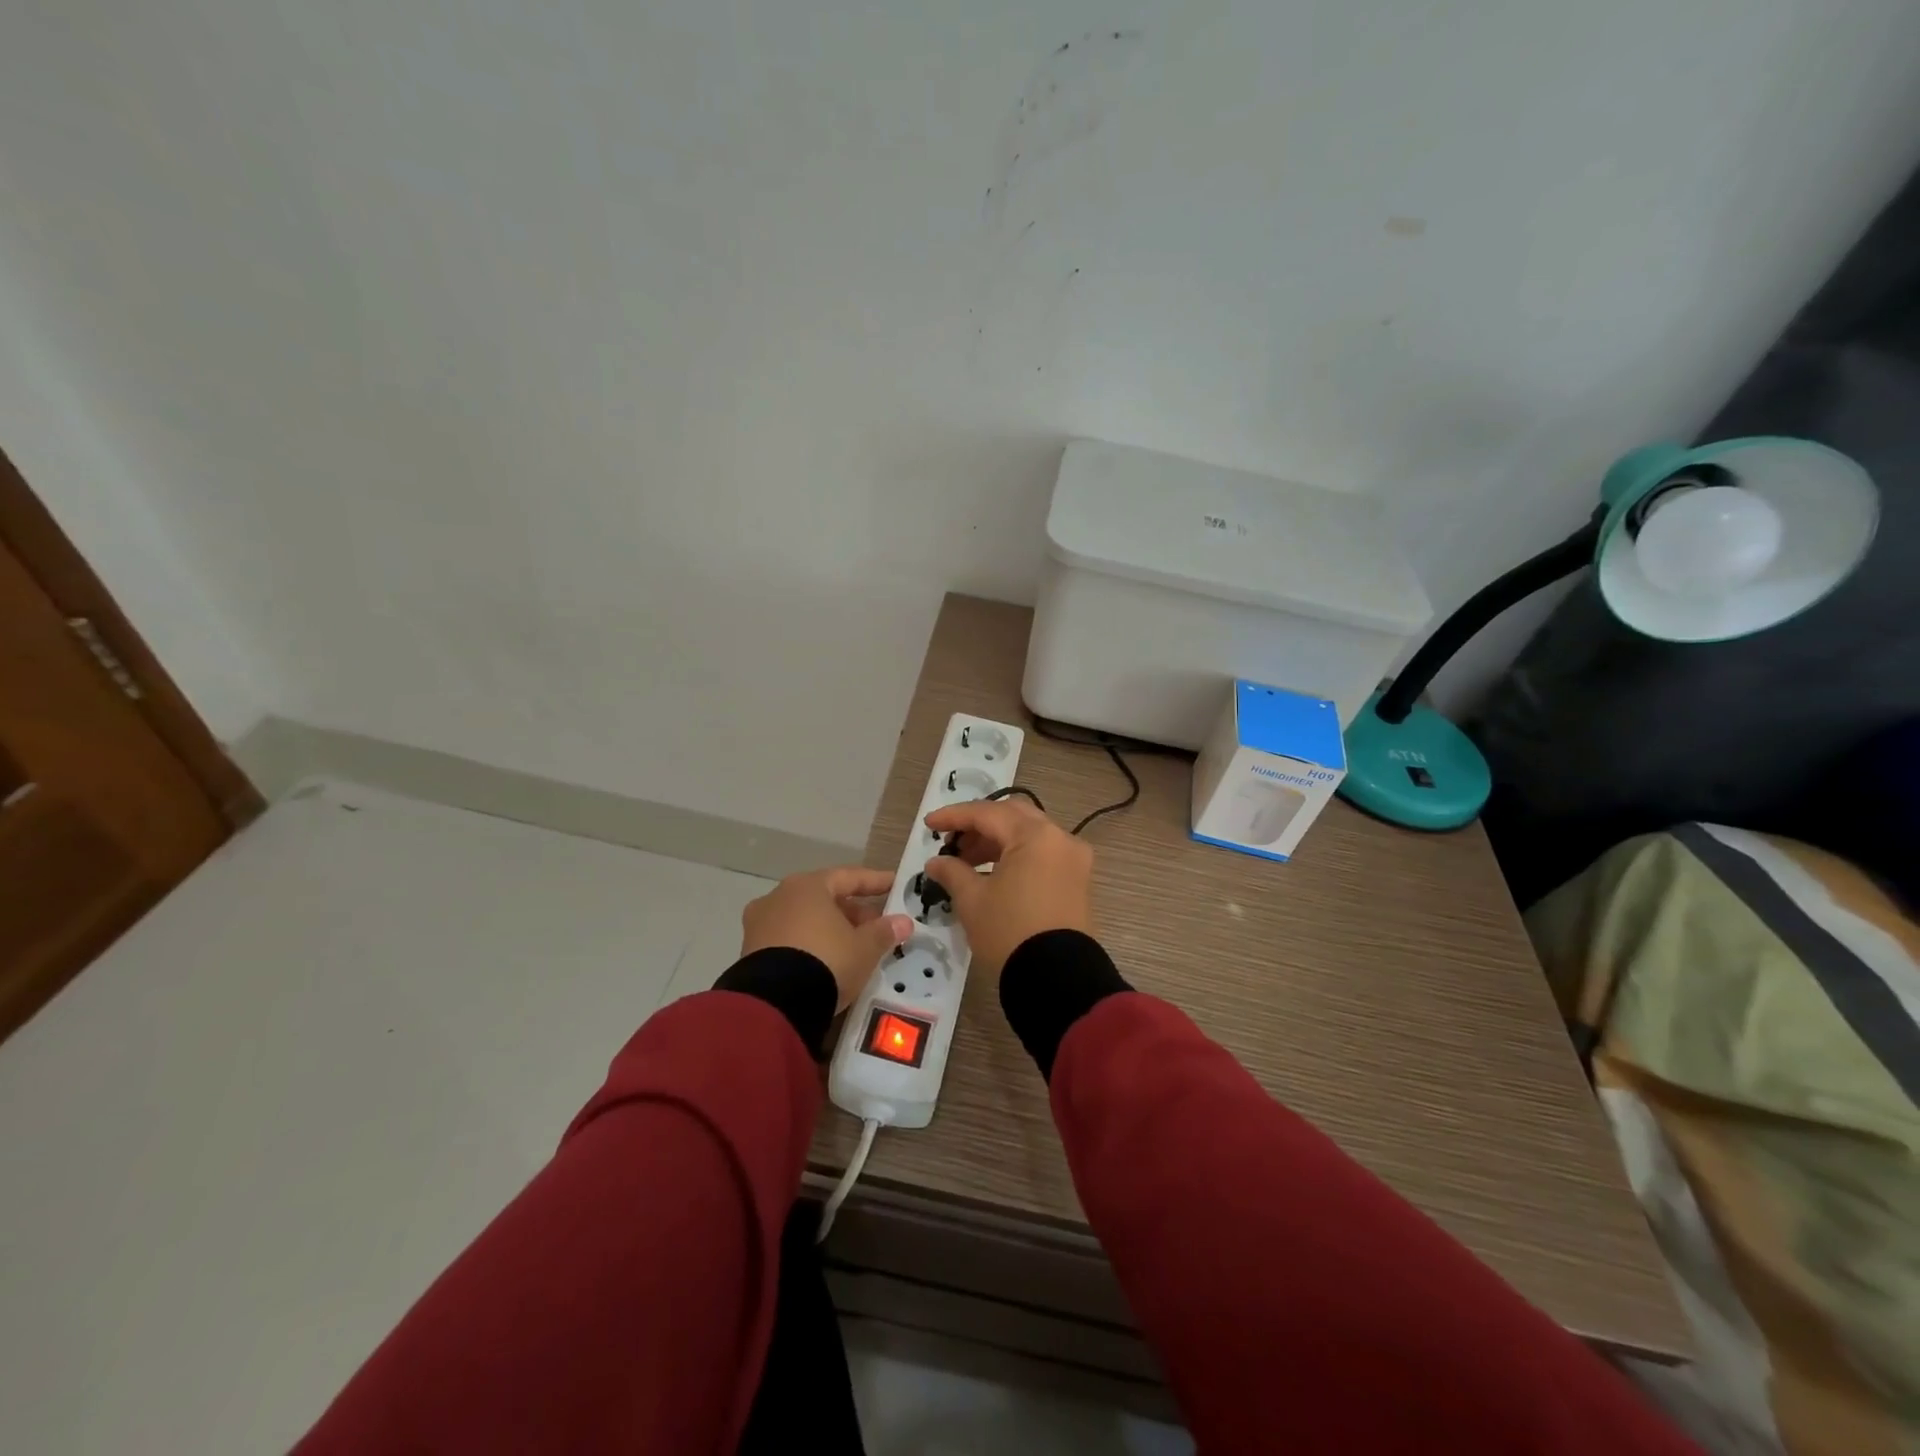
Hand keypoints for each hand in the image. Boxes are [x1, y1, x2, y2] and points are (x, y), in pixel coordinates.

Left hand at [740, 867, 913, 1009]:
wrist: (774, 1004)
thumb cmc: (826, 960)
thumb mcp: (864, 948)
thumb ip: (883, 932)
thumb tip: (903, 922)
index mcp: (808, 886)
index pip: (848, 877)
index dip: (875, 881)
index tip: (894, 884)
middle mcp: (779, 897)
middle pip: (824, 898)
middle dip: (852, 912)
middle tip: (876, 926)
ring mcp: (760, 924)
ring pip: (804, 919)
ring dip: (830, 929)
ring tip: (853, 948)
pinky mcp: (750, 952)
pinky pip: (789, 940)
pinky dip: (809, 945)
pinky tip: (825, 963)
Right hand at [920, 798, 1093, 979]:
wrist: (1057, 979)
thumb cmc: (1009, 932)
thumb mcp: (973, 901)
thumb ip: (952, 872)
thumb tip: (936, 862)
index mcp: (1035, 835)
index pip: (987, 813)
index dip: (954, 816)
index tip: (929, 825)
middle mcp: (1060, 838)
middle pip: (1013, 816)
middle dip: (979, 826)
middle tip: (953, 843)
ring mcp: (1074, 859)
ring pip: (1030, 835)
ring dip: (998, 842)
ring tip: (968, 862)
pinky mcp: (1079, 881)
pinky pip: (1044, 854)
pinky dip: (1018, 856)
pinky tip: (994, 875)